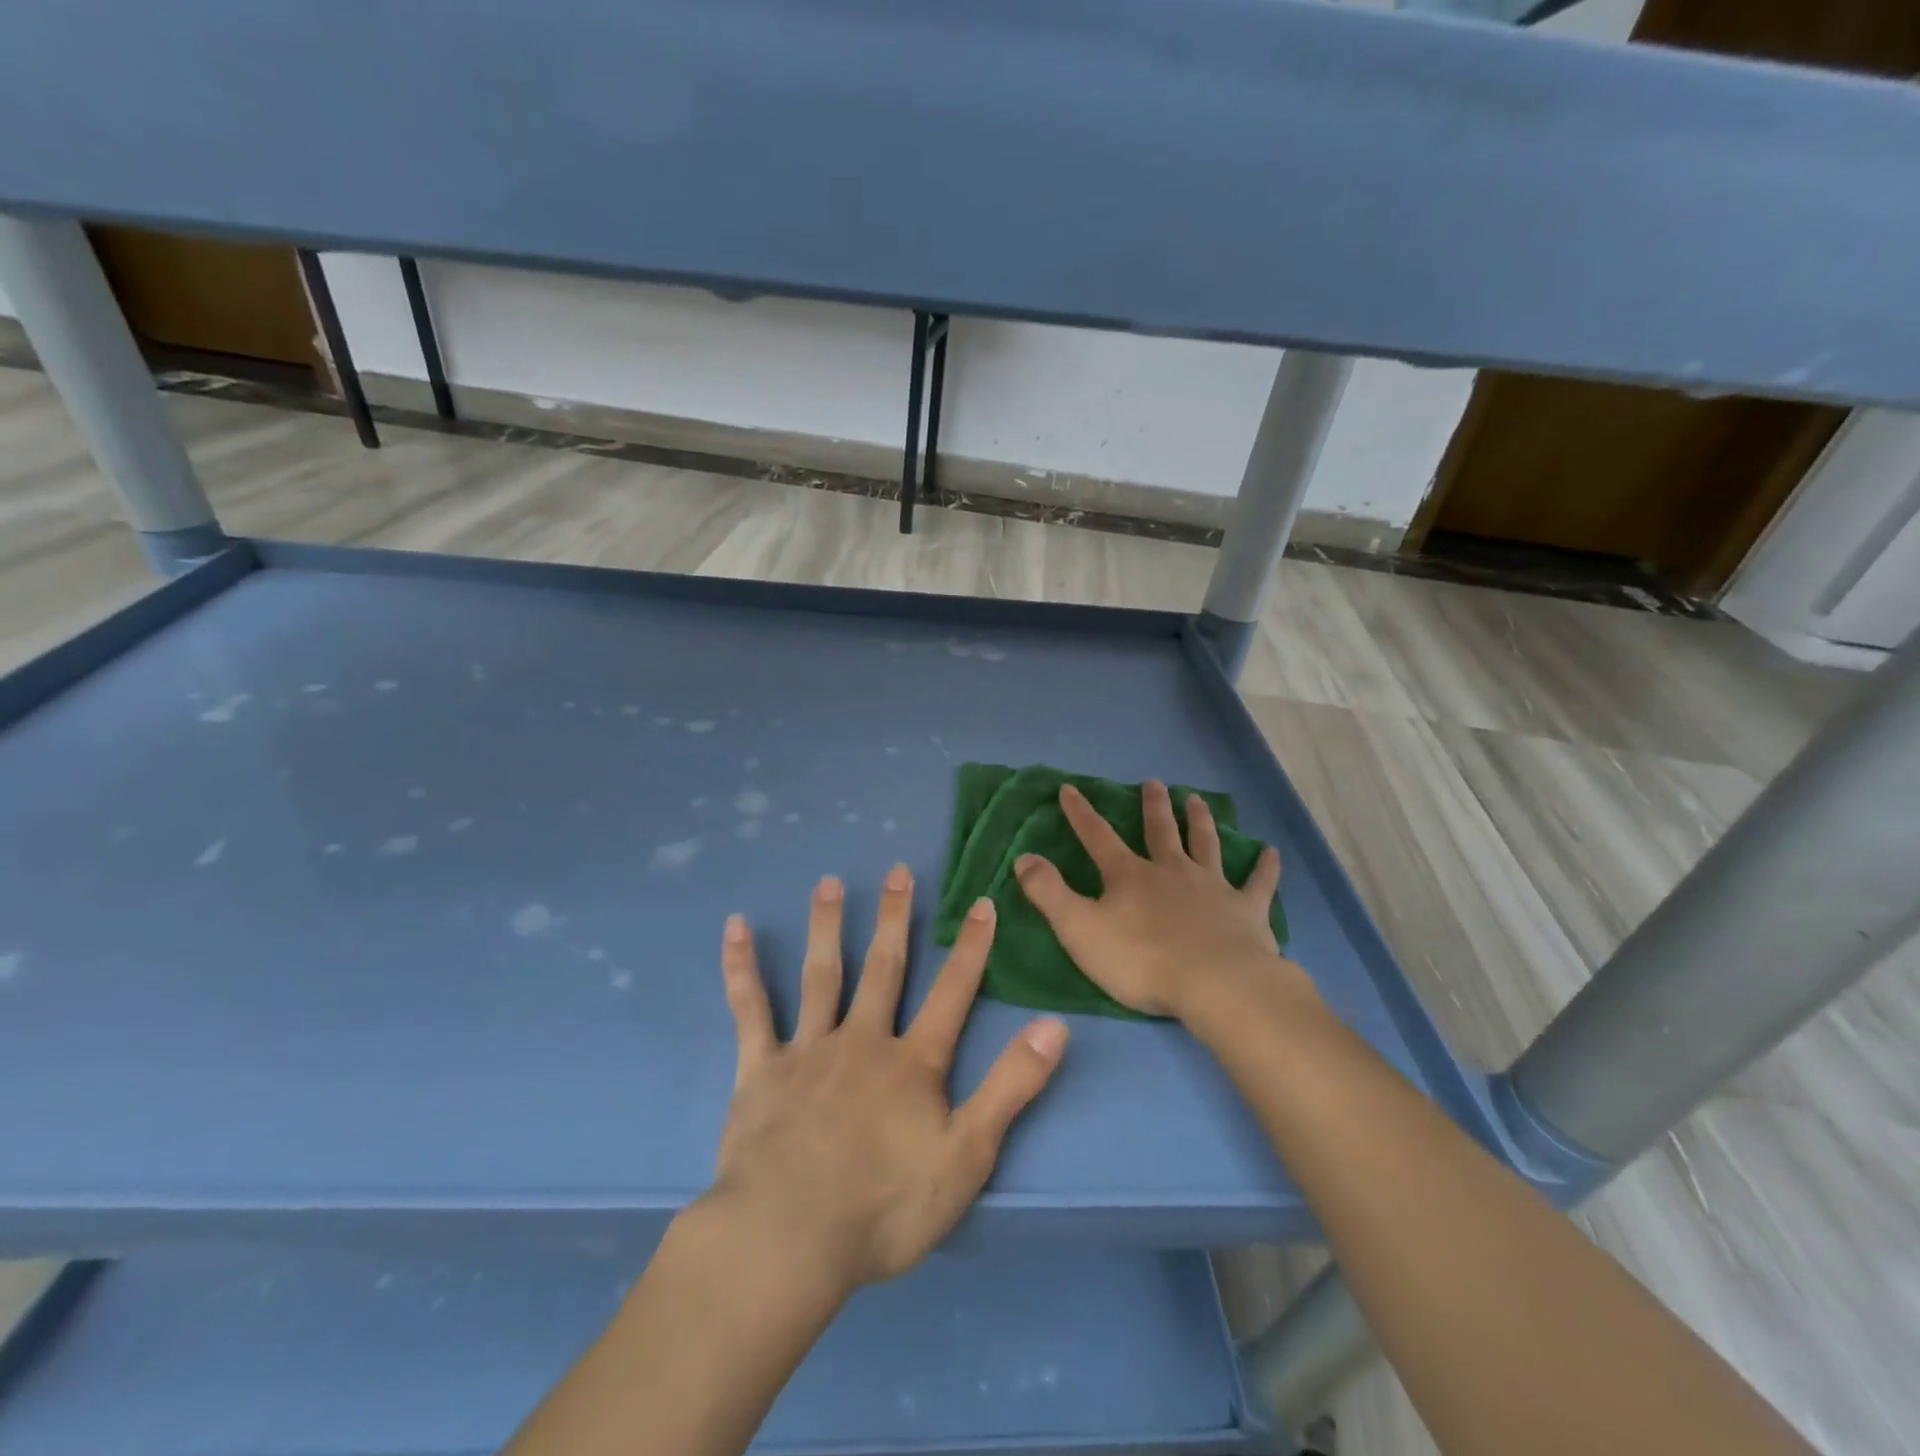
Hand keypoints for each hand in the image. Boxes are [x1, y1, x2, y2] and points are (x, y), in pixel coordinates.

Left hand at [710, 866, 1068, 1293]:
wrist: (789, 1239)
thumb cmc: (884, 1207)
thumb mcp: (967, 1155)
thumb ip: (1012, 1086)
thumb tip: (1055, 1026)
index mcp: (912, 1062)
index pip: (952, 993)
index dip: (971, 949)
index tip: (982, 902)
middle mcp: (863, 1040)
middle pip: (884, 967)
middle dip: (895, 918)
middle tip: (898, 870)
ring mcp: (809, 1050)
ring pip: (822, 974)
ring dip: (828, 925)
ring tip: (830, 881)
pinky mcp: (761, 1069)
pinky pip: (751, 1009)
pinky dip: (742, 967)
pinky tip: (735, 928)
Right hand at [1014, 780, 1311, 1021]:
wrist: (1215, 984)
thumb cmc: (1141, 960)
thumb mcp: (1079, 929)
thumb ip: (1049, 893)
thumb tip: (1024, 857)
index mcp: (1129, 876)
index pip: (1098, 836)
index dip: (1081, 813)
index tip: (1070, 788)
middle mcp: (1171, 871)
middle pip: (1160, 831)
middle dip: (1154, 806)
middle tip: (1155, 783)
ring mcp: (1212, 887)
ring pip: (1206, 845)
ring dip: (1200, 821)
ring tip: (1197, 800)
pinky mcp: (1246, 910)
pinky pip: (1258, 883)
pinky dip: (1264, 867)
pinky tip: (1271, 852)